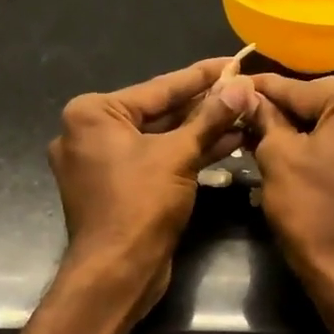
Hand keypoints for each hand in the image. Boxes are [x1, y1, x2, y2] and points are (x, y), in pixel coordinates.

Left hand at [48, 58, 257, 311]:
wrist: (117, 272)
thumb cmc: (140, 205)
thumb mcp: (179, 155)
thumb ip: (210, 118)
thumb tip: (242, 87)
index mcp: (92, 114)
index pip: (158, 88)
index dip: (200, 76)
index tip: (232, 62)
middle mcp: (89, 134)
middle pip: (158, 112)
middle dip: (203, 105)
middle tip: (243, 90)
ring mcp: (101, 164)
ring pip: (158, 139)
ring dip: (200, 131)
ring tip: (244, 116)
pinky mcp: (116, 189)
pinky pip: (154, 161)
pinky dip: (186, 155)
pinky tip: (226, 144)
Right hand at [248, 74, 333, 293]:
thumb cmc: (309, 208)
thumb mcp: (277, 155)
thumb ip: (264, 116)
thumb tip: (245, 94)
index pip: (301, 89)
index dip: (264, 89)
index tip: (236, 83)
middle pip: (322, 99)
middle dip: (285, 107)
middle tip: (245, 112)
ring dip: (302, 123)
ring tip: (262, 129)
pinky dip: (324, 138)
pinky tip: (292, 144)